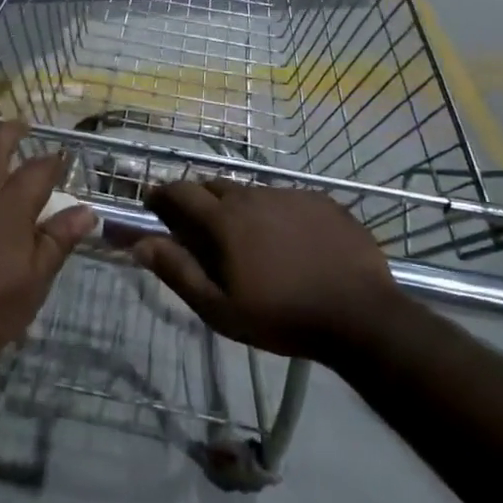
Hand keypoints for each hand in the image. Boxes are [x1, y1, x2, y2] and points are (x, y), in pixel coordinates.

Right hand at [133, 181, 407, 357]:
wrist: (361, 316)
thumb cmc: (282, 317)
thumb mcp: (220, 308)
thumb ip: (177, 271)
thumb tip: (140, 243)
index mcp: (224, 219)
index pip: (180, 191)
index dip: (162, 195)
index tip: (154, 205)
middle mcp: (253, 195)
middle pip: (214, 185)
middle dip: (198, 198)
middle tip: (199, 226)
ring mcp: (290, 195)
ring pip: (251, 192)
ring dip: (238, 206)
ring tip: (247, 237)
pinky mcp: (321, 200)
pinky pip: (286, 198)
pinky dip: (275, 212)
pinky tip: (288, 239)